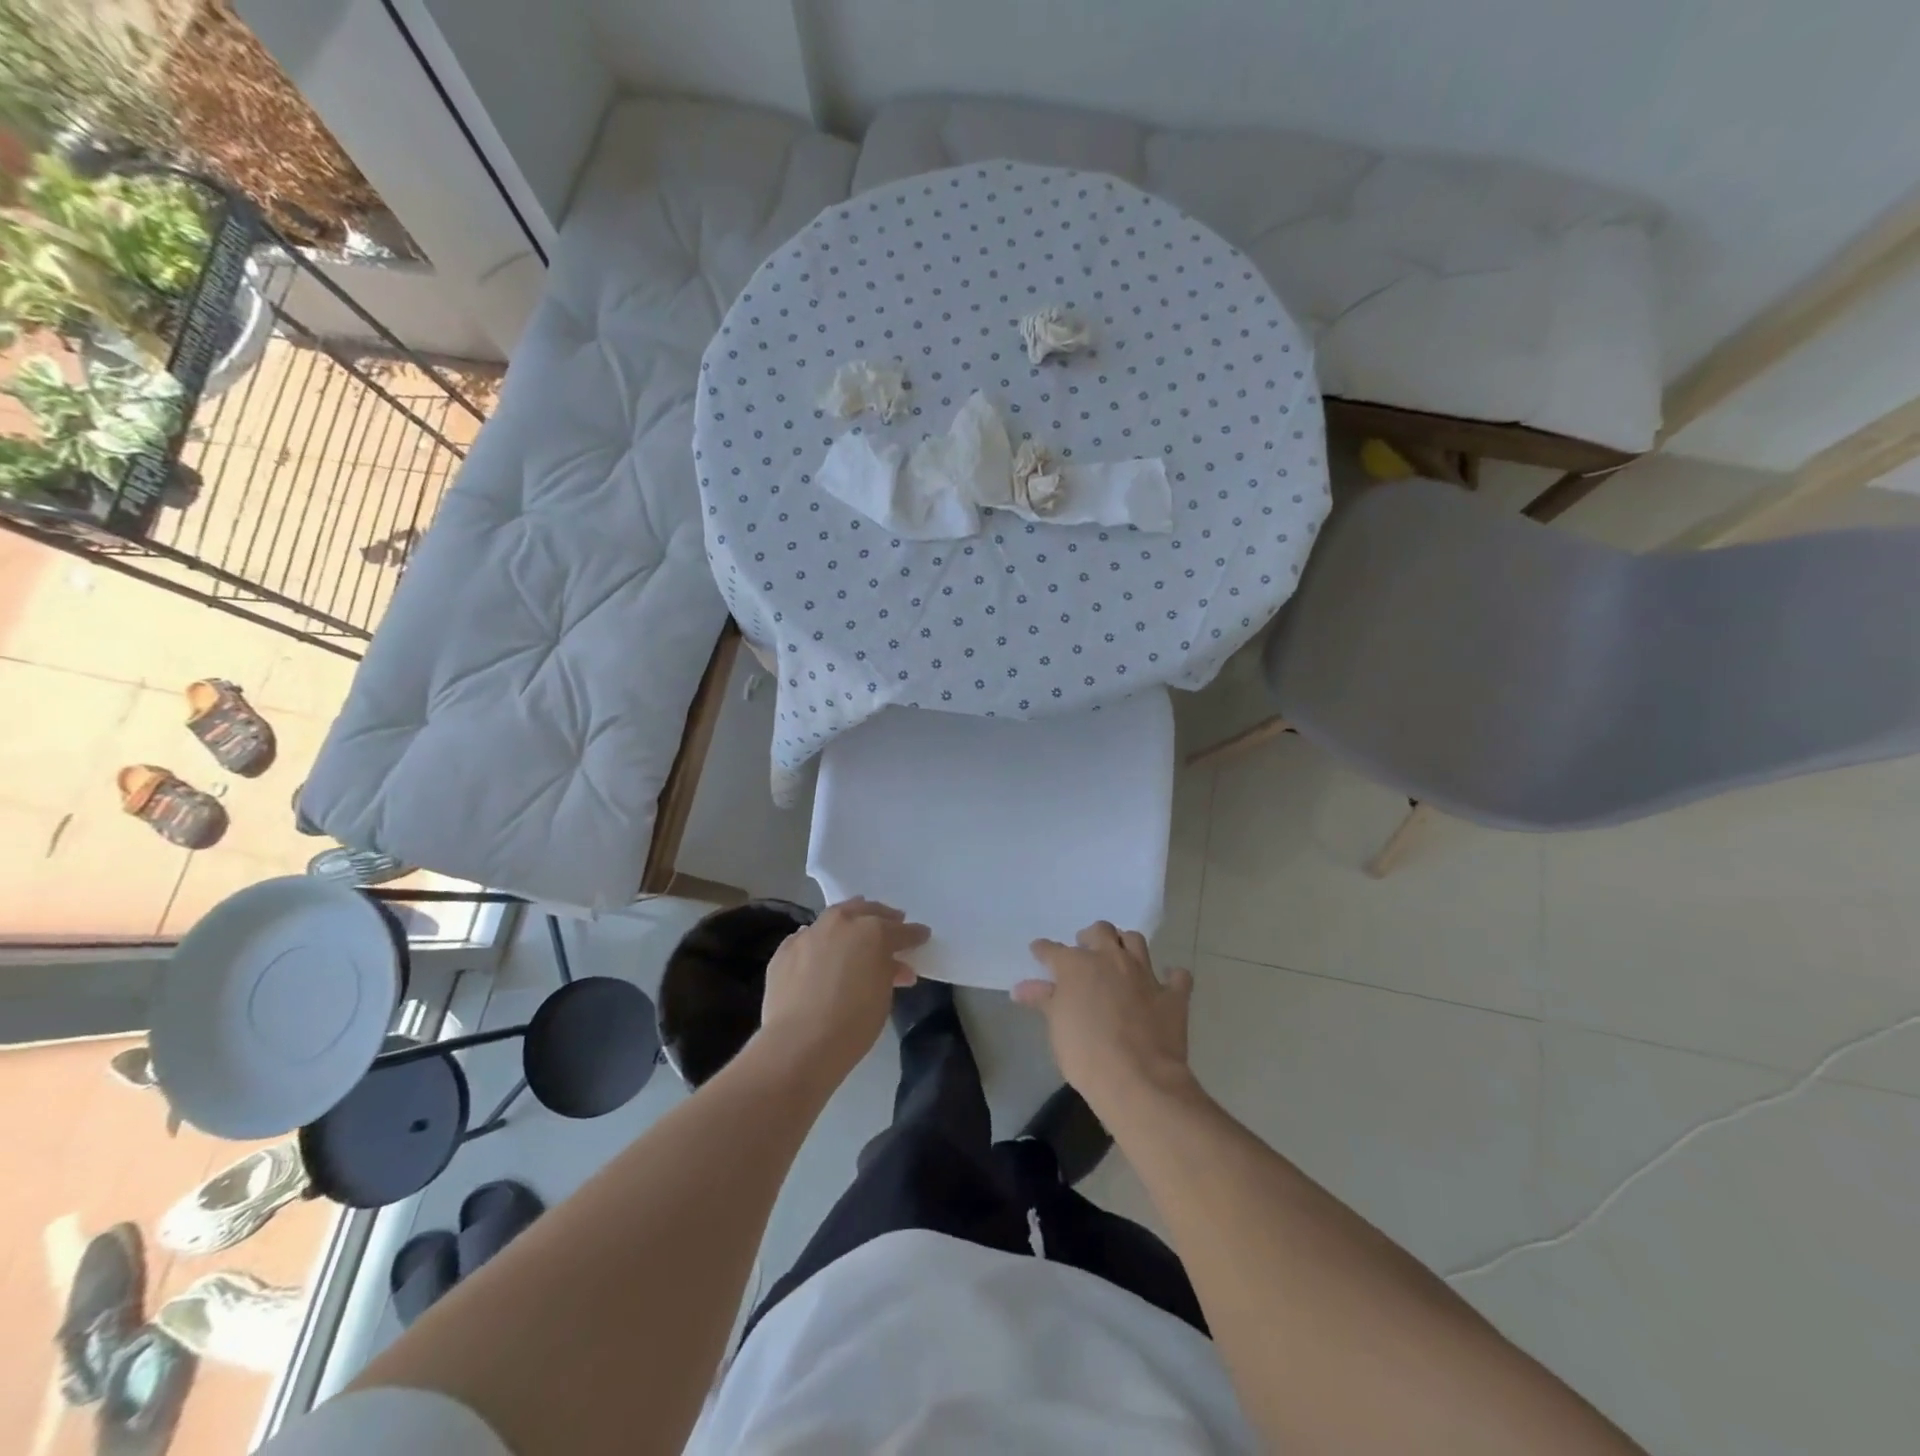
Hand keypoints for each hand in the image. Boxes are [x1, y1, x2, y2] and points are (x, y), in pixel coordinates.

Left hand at [758, 898, 929, 1081]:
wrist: (799, 1044)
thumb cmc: (854, 1023)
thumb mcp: (884, 996)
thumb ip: (889, 972)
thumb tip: (893, 966)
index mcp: (873, 931)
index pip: (900, 930)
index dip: (914, 934)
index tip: (922, 935)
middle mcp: (841, 923)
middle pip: (865, 911)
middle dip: (881, 917)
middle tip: (892, 922)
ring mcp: (810, 933)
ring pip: (834, 919)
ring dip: (848, 925)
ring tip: (855, 934)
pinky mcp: (784, 950)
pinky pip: (807, 938)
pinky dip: (818, 942)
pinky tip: (819, 953)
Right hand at [1014, 922, 1196, 1115]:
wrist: (1137, 1079)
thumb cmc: (1085, 1053)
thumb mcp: (1056, 1026)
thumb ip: (1043, 1000)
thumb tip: (1021, 987)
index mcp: (1077, 965)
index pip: (1053, 949)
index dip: (1044, 950)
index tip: (1039, 952)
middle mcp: (1111, 959)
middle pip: (1101, 931)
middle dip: (1091, 936)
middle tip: (1085, 950)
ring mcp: (1144, 974)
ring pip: (1136, 941)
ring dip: (1126, 944)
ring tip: (1120, 956)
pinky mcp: (1172, 995)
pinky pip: (1177, 976)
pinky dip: (1171, 976)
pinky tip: (1166, 982)